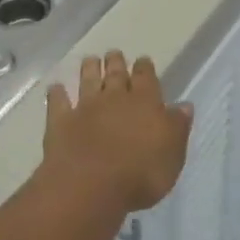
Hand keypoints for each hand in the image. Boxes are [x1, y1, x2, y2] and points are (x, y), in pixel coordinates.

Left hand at [44, 51, 192, 211]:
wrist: (91, 186)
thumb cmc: (142, 173)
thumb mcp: (173, 154)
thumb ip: (177, 126)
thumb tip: (184, 105)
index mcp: (145, 102)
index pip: (146, 78)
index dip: (145, 68)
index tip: (143, 59)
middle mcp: (114, 98)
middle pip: (115, 74)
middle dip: (116, 62)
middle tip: (114, 53)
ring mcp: (85, 108)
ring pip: (87, 81)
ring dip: (89, 69)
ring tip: (90, 59)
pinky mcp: (60, 123)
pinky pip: (58, 103)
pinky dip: (57, 94)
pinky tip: (55, 87)